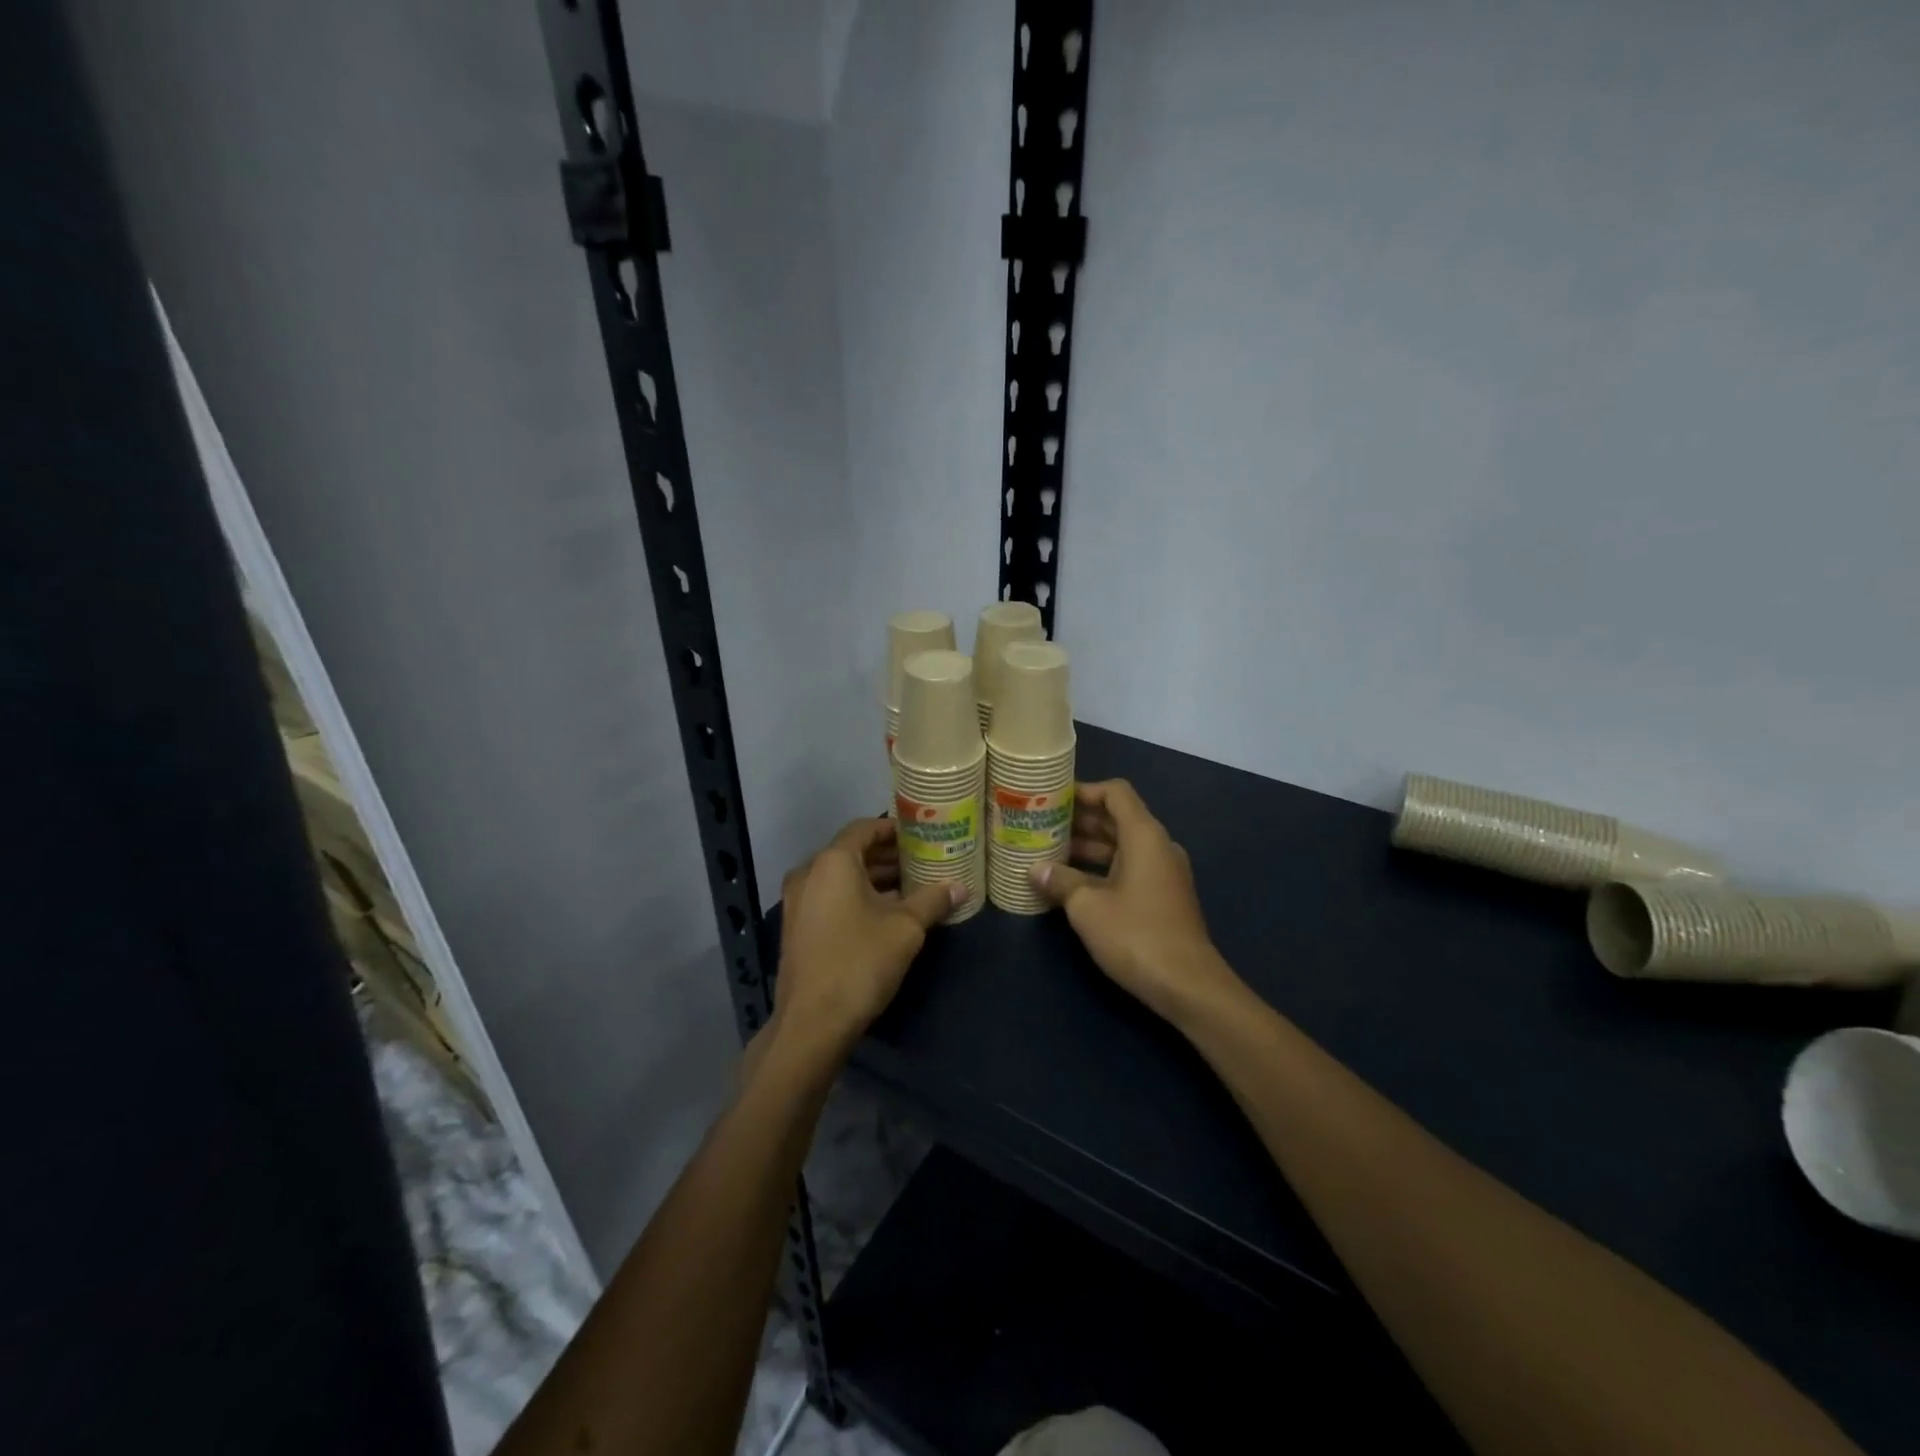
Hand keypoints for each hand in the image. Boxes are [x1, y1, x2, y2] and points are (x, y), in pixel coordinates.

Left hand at [771, 818, 961, 1054]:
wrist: (812, 1023)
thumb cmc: (860, 962)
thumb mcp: (906, 928)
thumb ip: (933, 900)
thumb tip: (961, 887)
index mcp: (832, 862)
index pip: (865, 828)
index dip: (893, 829)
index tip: (920, 835)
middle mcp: (809, 873)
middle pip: (852, 853)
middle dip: (887, 856)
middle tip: (922, 861)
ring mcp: (798, 902)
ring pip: (840, 878)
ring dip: (873, 878)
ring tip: (911, 887)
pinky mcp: (797, 927)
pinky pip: (830, 897)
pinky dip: (856, 896)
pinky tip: (886, 913)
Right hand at [1032, 780, 1239, 1022]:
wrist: (1187, 985)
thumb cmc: (1136, 935)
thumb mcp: (1087, 906)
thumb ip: (1060, 881)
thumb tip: (1035, 869)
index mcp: (1144, 836)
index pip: (1115, 793)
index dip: (1084, 790)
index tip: (1052, 799)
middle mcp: (1158, 846)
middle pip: (1118, 818)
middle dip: (1080, 819)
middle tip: (1042, 824)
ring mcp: (1164, 873)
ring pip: (1122, 846)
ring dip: (1089, 845)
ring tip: (1049, 852)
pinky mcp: (1163, 897)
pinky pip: (1129, 868)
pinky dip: (1102, 867)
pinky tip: (1072, 883)